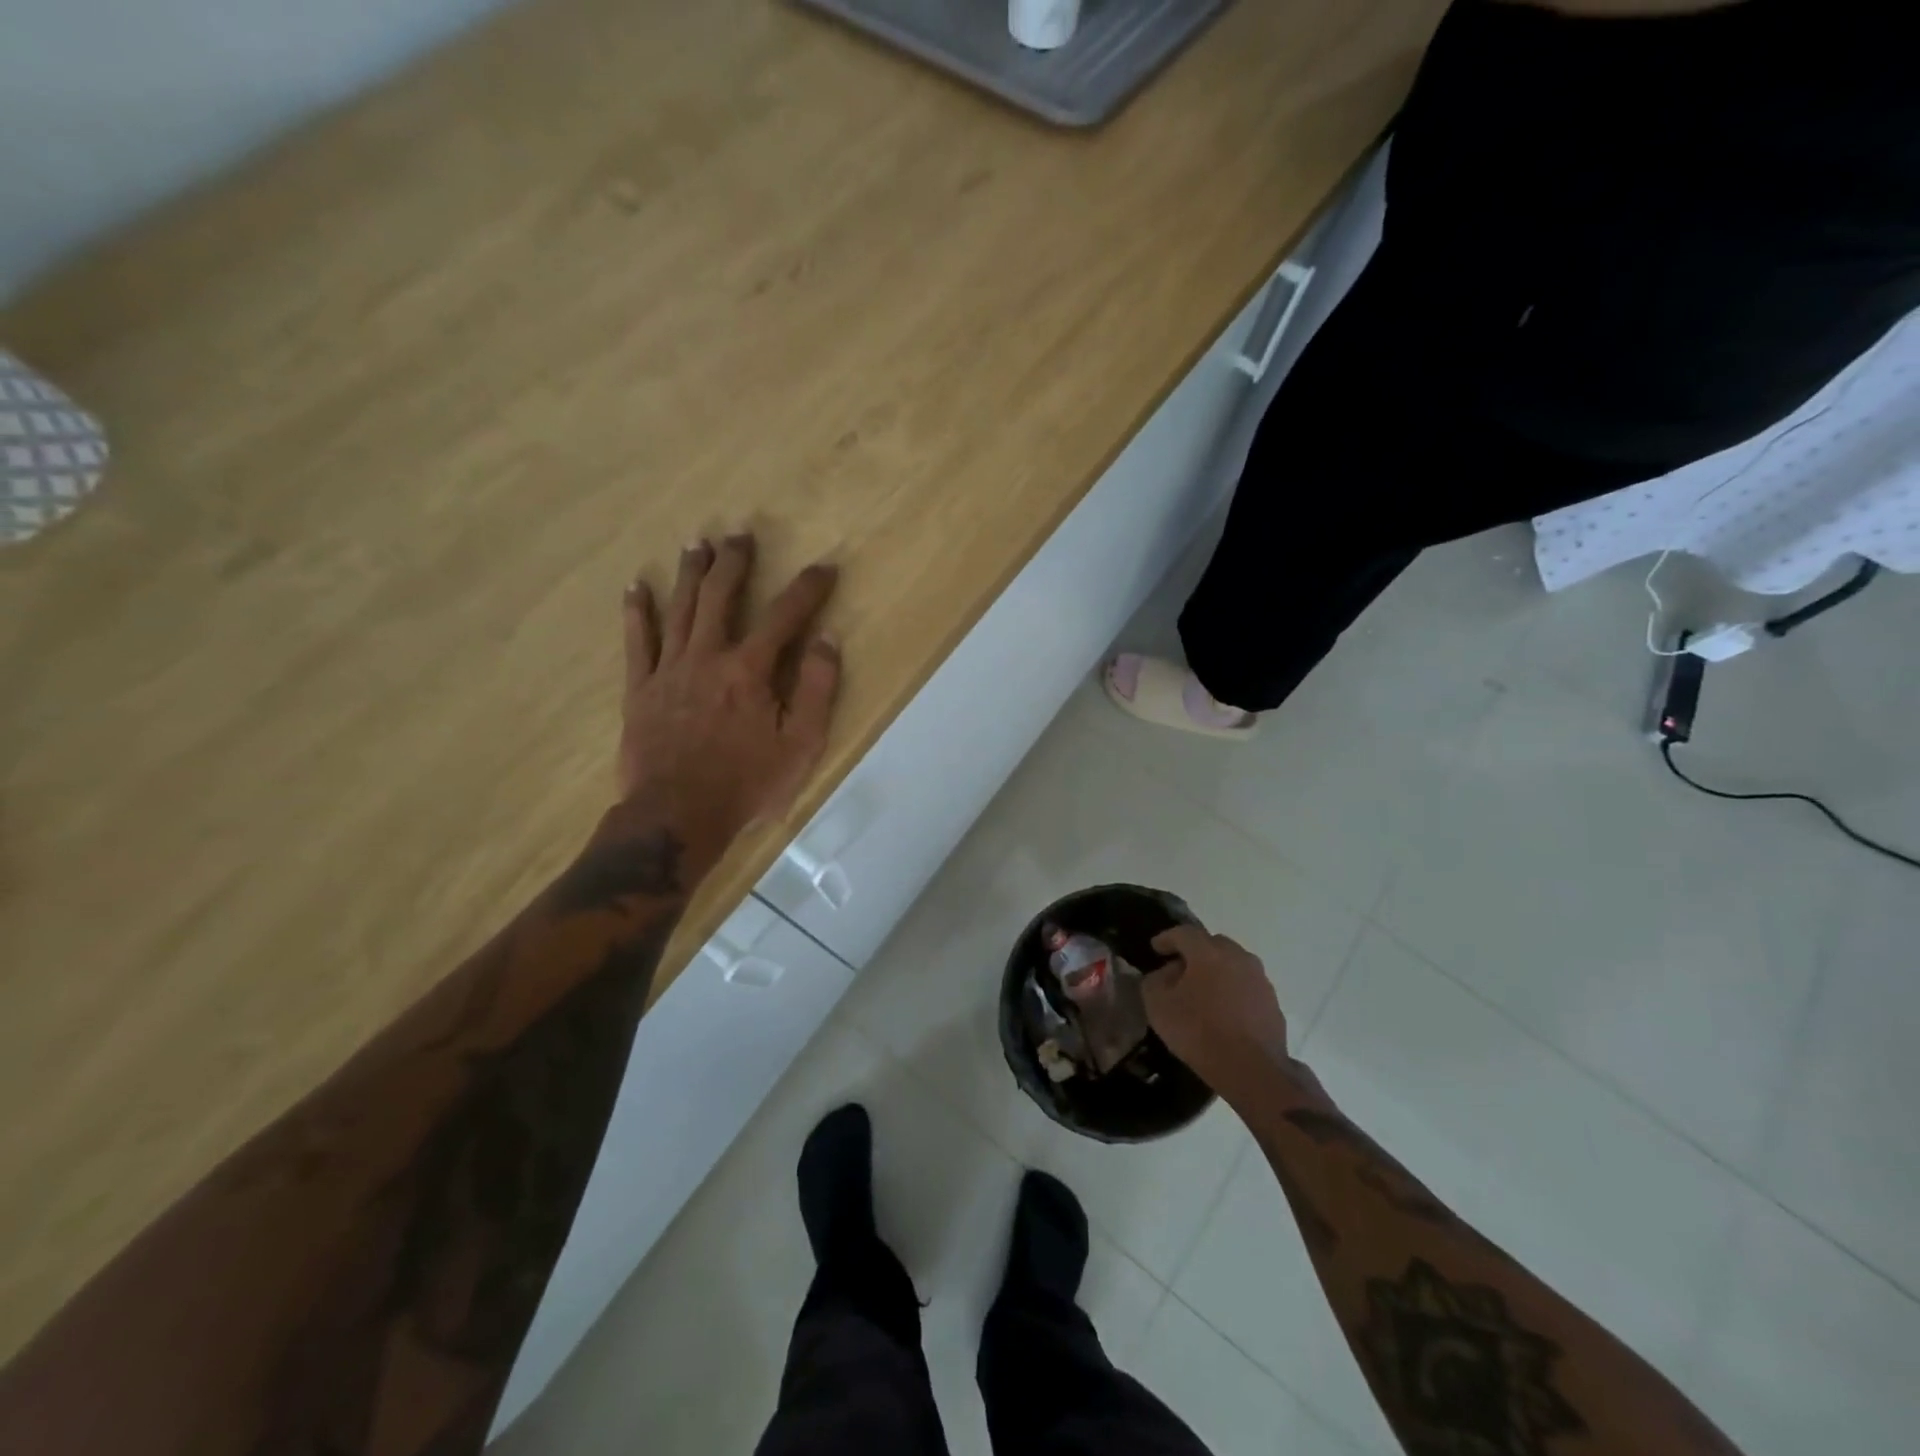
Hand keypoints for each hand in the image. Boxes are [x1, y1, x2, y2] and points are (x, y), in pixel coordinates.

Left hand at [618, 534, 840, 843]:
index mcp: (750, 670)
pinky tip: (637, 587)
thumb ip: (817, 689)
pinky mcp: (640, 689)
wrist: (676, 816)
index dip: (807, 588)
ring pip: (681, 608)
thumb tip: (828, 640)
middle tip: (740, 535)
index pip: (785, 616)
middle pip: (722, 596)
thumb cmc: (746, 784)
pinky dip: (637, 611)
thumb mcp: (801, 745)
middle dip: (735, 563)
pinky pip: (637, 640)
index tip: (824, 567)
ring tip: (697, 544)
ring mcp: (669, 669)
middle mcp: (708, 656)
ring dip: (691, 574)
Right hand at [1144, 925, 1294, 1100]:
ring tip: (1204, 990)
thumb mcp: (1158, 1006)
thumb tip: (1165, 973)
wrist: (1252, 1070)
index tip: (1156, 948)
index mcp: (1208, 953)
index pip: (1184, 933)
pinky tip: (1224, 1010)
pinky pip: (1247, 986)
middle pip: (1213, 944)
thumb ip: (1154, 981)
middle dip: (1195, 952)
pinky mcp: (1273, 1002)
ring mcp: (1260, 979)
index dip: (1167, 938)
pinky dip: (1233, 990)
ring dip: (1217, 970)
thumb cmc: (1199, 1032)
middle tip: (1180, 969)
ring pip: (1234, 964)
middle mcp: (1238, 957)